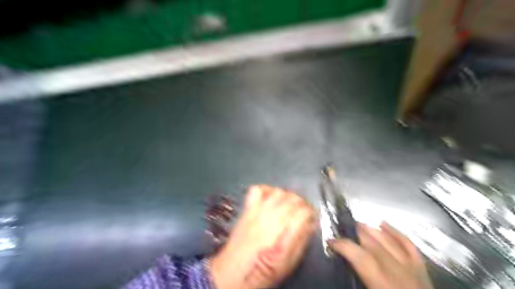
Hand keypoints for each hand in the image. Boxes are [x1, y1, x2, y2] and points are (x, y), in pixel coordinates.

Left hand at [208, 186, 313, 288]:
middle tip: (302, 212)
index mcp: (284, 232)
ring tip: (287, 205)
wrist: (235, 271)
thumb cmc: (264, 270)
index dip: (311, 213)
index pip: (304, 210)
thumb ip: (301, 239)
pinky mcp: (248, 208)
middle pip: (293, 198)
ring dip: (287, 196)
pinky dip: (266, 190)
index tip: (311, 218)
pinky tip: (269, 198)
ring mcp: (258, 210)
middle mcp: (272, 216)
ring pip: (278, 191)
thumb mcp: (289, 262)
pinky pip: (257, 189)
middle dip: (302, 203)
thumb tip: (310, 223)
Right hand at [328, 223, 431, 288]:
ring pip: (388, 241)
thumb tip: (339, 271)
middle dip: (355, 234)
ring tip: (358, 225)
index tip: (330, 242)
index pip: (360, 257)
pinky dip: (395, 233)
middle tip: (341, 231)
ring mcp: (413, 269)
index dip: (343, 246)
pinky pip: (408, 245)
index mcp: (383, 284)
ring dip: (371, 231)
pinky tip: (383, 224)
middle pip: (374, 244)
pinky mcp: (422, 270)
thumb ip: (356, 283)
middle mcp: (399, 273)